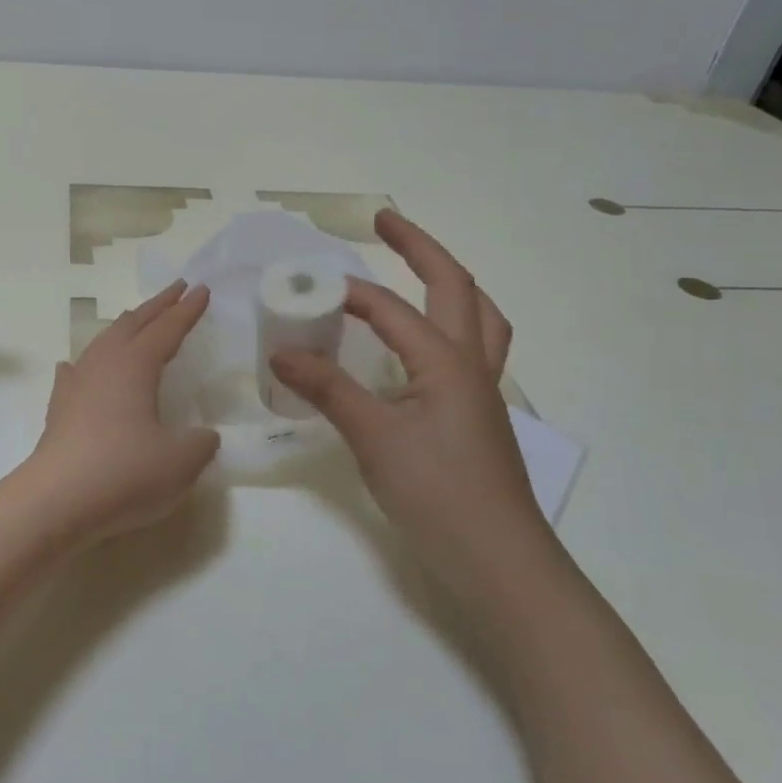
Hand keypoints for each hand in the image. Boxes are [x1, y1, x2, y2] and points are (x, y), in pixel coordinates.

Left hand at [25, 281, 220, 543]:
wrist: (56, 501)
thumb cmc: (124, 473)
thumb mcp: (180, 462)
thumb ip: (200, 443)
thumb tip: (203, 436)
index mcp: (136, 366)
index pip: (167, 329)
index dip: (187, 310)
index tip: (202, 290)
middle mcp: (104, 364)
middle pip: (133, 323)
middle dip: (157, 305)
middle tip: (176, 289)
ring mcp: (76, 384)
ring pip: (103, 342)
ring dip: (125, 327)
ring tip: (136, 321)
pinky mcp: (59, 409)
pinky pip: (75, 373)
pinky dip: (85, 364)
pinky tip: (77, 367)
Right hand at [271, 209, 555, 614]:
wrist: (498, 560)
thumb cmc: (438, 493)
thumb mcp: (374, 438)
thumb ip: (329, 389)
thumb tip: (283, 350)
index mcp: (446, 361)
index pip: (390, 309)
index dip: (347, 292)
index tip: (305, 287)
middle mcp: (471, 363)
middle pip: (456, 286)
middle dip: (420, 247)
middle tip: (384, 222)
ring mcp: (482, 390)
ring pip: (478, 316)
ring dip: (449, 283)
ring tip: (419, 269)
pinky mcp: (479, 415)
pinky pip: (471, 347)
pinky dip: (449, 323)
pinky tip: (422, 343)